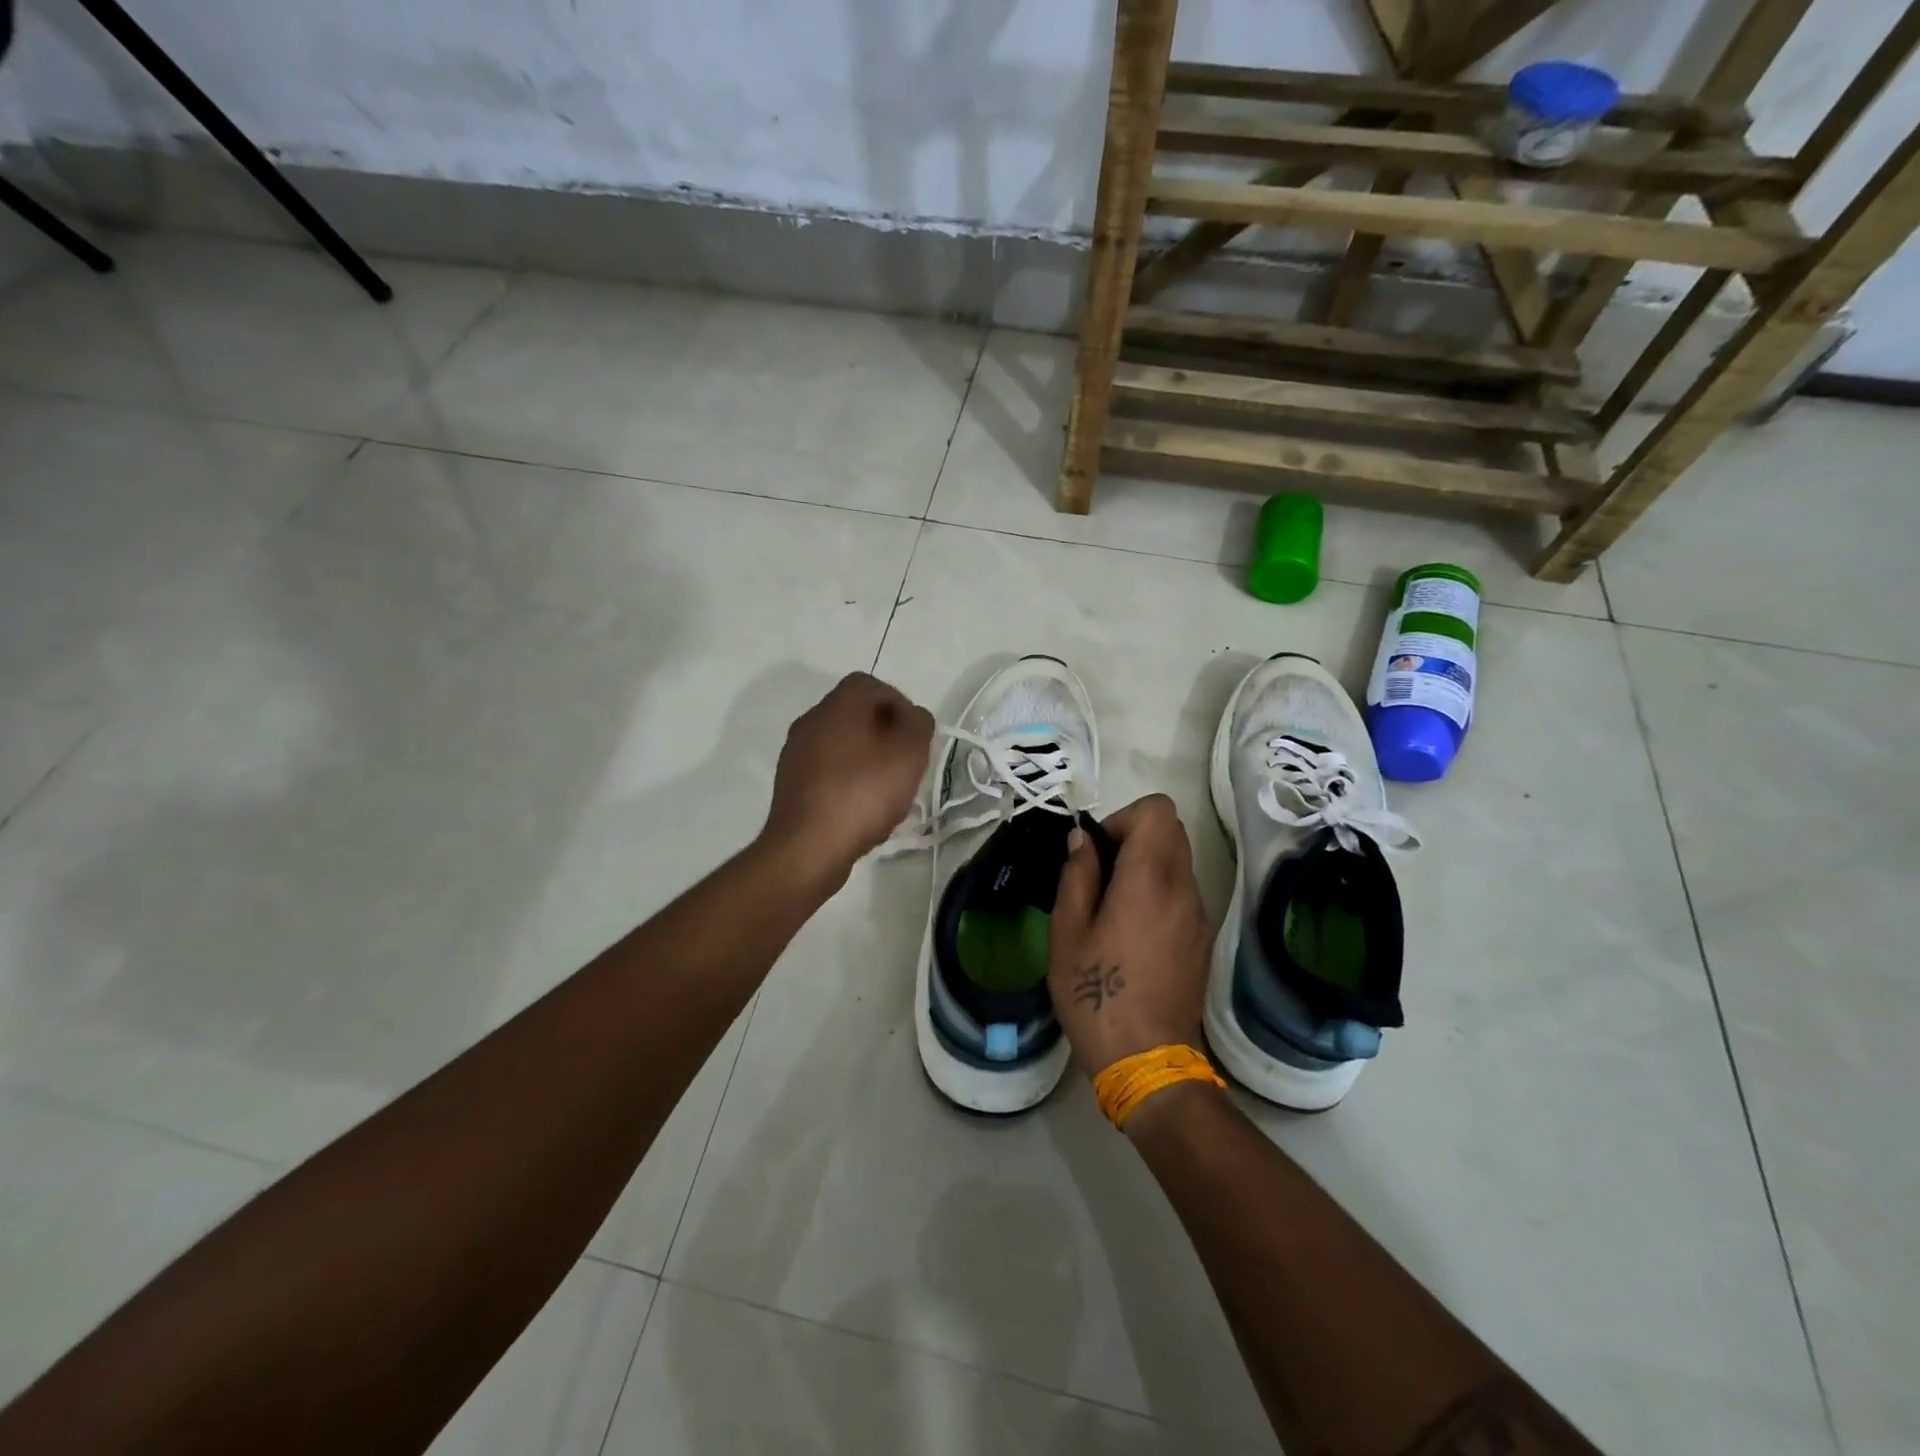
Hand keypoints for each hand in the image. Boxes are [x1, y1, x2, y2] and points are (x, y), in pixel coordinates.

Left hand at [762, 673, 933, 884]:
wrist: (808, 847)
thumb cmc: (864, 791)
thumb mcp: (910, 752)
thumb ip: (919, 724)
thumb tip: (912, 717)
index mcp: (838, 704)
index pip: (871, 685)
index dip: (899, 703)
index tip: (915, 734)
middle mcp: (811, 720)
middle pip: (855, 714)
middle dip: (885, 733)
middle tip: (905, 762)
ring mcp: (796, 753)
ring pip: (841, 743)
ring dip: (866, 758)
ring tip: (887, 789)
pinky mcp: (790, 784)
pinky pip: (827, 770)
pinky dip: (848, 780)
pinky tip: (862, 808)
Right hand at [1047, 794, 1212, 1076]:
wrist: (1148, 1060)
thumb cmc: (1097, 995)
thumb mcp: (1068, 934)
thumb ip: (1077, 876)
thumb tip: (1083, 840)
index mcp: (1149, 880)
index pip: (1157, 810)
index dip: (1123, 818)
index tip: (1097, 852)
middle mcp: (1184, 888)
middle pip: (1171, 830)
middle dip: (1133, 837)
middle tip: (1100, 875)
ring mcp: (1199, 914)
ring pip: (1179, 860)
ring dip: (1146, 865)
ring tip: (1113, 906)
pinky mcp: (1203, 938)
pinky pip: (1183, 891)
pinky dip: (1159, 891)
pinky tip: (1133, 932)